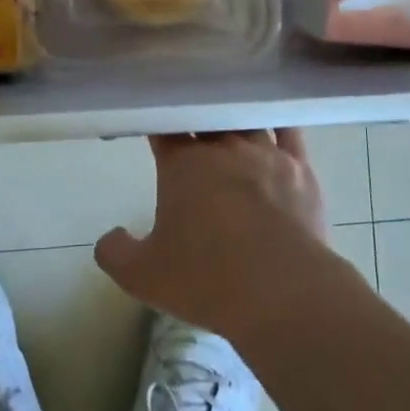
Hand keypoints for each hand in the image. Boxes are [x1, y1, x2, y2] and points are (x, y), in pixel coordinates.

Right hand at [95, 130, 339, 342]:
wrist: (283, 292)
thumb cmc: (208, 279)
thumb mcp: (144, 276)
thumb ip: (116, 253)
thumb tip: (110, 237)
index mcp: (183, 163)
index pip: (165, 127)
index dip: (158, 125)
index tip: (155, 129)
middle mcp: (223, 147)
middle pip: (206, 118)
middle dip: (196, 120)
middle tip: (192, 133)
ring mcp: (265, 152)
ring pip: (245, 120)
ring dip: (234, 122)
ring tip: (230, 125)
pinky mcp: (300, 168)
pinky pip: (288, 131)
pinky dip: (278, 124)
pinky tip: (276, 123)